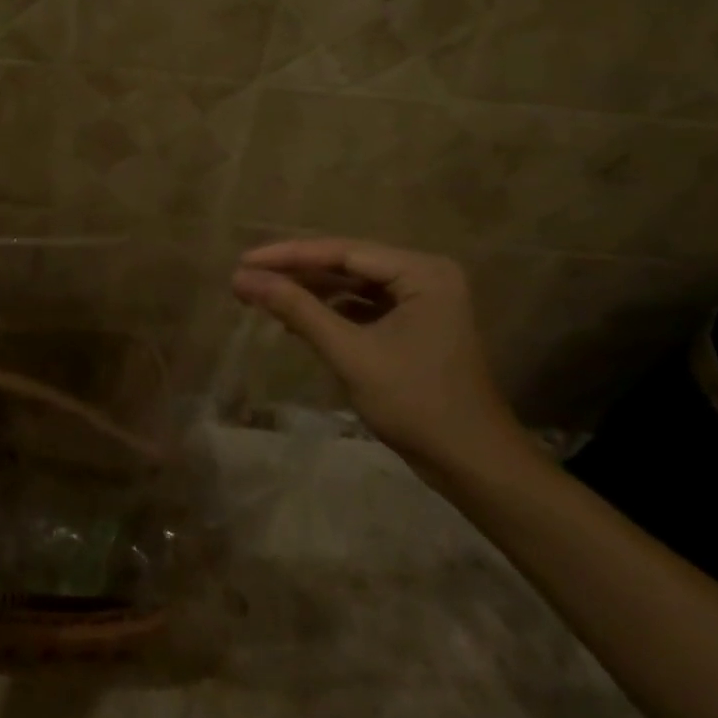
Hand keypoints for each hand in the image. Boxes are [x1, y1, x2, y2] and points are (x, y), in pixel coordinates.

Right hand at [232, 239, 524, 473]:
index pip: (343, 251)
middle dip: (296, 272)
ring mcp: (422, 301)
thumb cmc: (416, 404)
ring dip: (310, 291)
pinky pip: (364, 306)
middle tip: (247, 276)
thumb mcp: (350, 353)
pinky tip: (296, 318)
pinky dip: (330, 311)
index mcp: (421, 271)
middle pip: (347, 263)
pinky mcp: (415, 325)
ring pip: (353, 284)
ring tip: (263, 295)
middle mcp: (425, 275)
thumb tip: (243, 279)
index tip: (244, 260)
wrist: (473, 465)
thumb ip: (297, 309)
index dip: (288, 256)